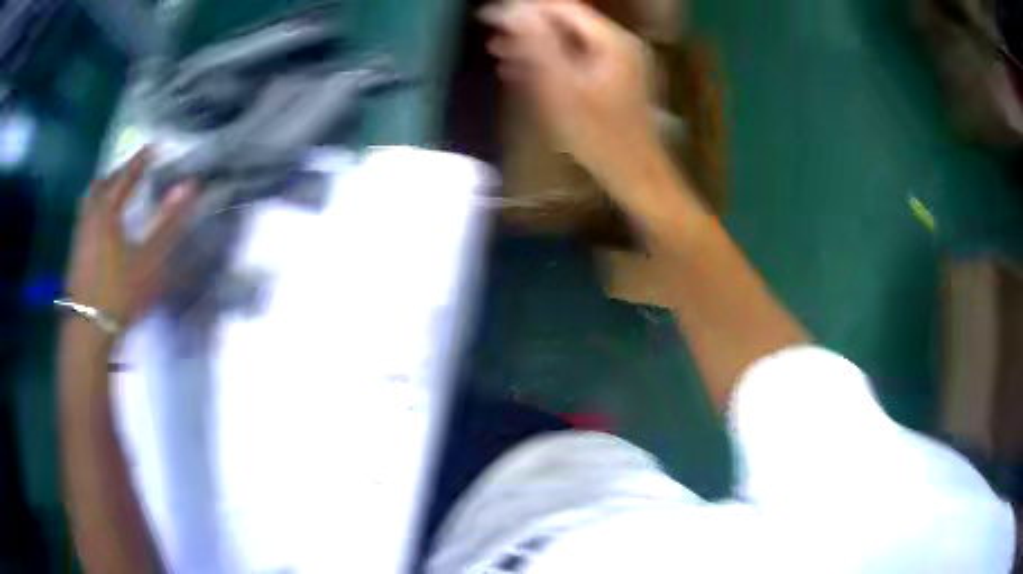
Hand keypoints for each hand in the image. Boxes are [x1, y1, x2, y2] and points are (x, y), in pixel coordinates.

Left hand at [65, 148, 194, 337]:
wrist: (88, 330)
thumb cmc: (119, 291)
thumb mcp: (148, 259)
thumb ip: (169, 222)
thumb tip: (190, 186)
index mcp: (107, 212)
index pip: (125, 177)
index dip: (140, 161)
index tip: (152, 147)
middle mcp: (90, 217)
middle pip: (101, 185)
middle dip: (117, 174)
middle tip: (131, 171)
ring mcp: (80, 236)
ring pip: (89, 201)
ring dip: (102, 190)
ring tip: (113, 191)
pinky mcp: (75, 254)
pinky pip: (84, 218)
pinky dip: (94, 209)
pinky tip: (100, 224)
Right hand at [482, 0, 660, 195]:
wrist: (635, 174)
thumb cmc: (598, 135)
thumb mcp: (561, 87)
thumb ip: (537, 44)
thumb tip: (512, 11)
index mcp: (612, 40)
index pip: (561, 8)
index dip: (523, 10)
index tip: (488, 17)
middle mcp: (619, 44)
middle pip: (566, 23)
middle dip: (527, 28)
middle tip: (491, 36)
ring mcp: (620, 62)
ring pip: (569, 42)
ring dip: (534, 46)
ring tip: (498, 52)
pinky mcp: (615, 80)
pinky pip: (577, 60)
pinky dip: (551, 62)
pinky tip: (522, 70)